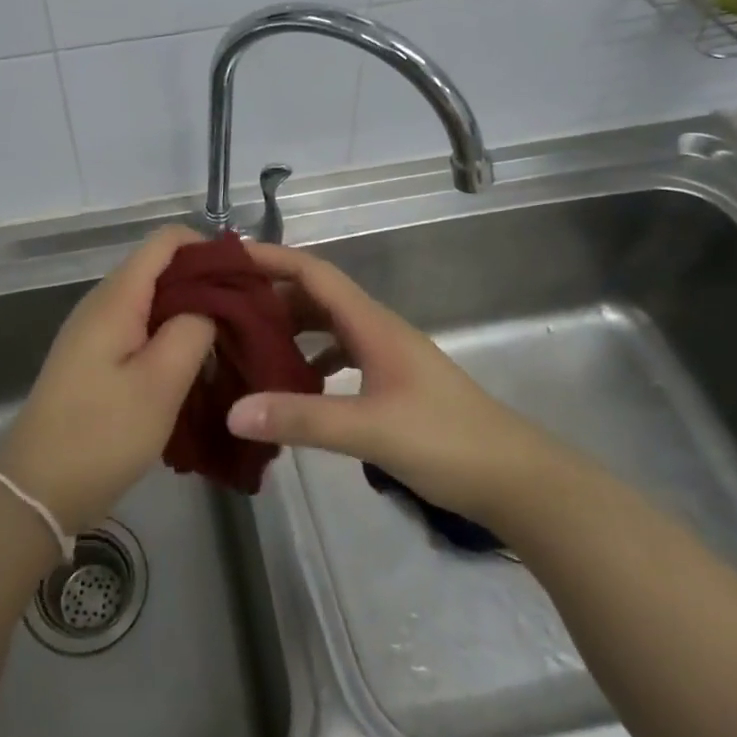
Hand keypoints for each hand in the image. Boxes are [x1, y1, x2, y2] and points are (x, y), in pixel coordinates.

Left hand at [0, 226, 216, 534]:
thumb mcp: (160, 383)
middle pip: (160, 268)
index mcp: (116, 297)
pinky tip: (194, 364)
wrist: (37, 489)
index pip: (166, 240)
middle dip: (206, 282)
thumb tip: (210, 306)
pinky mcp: (95, 358)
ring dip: (191, 312)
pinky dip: (171, 335)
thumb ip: (192, 330)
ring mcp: (96, 331)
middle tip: (247, 314)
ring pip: (153, 300)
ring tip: (229, 339)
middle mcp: (103, 302)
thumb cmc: (101, 434)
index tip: (245, 277)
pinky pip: (140, 328)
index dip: (208, 248)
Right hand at [224, 242, 560, 522]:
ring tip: (246, 343)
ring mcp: (387, 356)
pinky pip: (340, 355)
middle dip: (271, 295)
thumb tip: (233, 411)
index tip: (228, 258)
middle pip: (316, 297)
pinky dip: (311, 360)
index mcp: (372, 324)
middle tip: (222, 308)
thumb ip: (301, 418)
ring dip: (290, 328)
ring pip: (328, 326)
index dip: (272, 258)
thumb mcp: (368, 429)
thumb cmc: (445, 441)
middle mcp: (377, 329)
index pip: (314, 273)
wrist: (514, 478)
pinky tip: (292, 384)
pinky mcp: (392, 382)